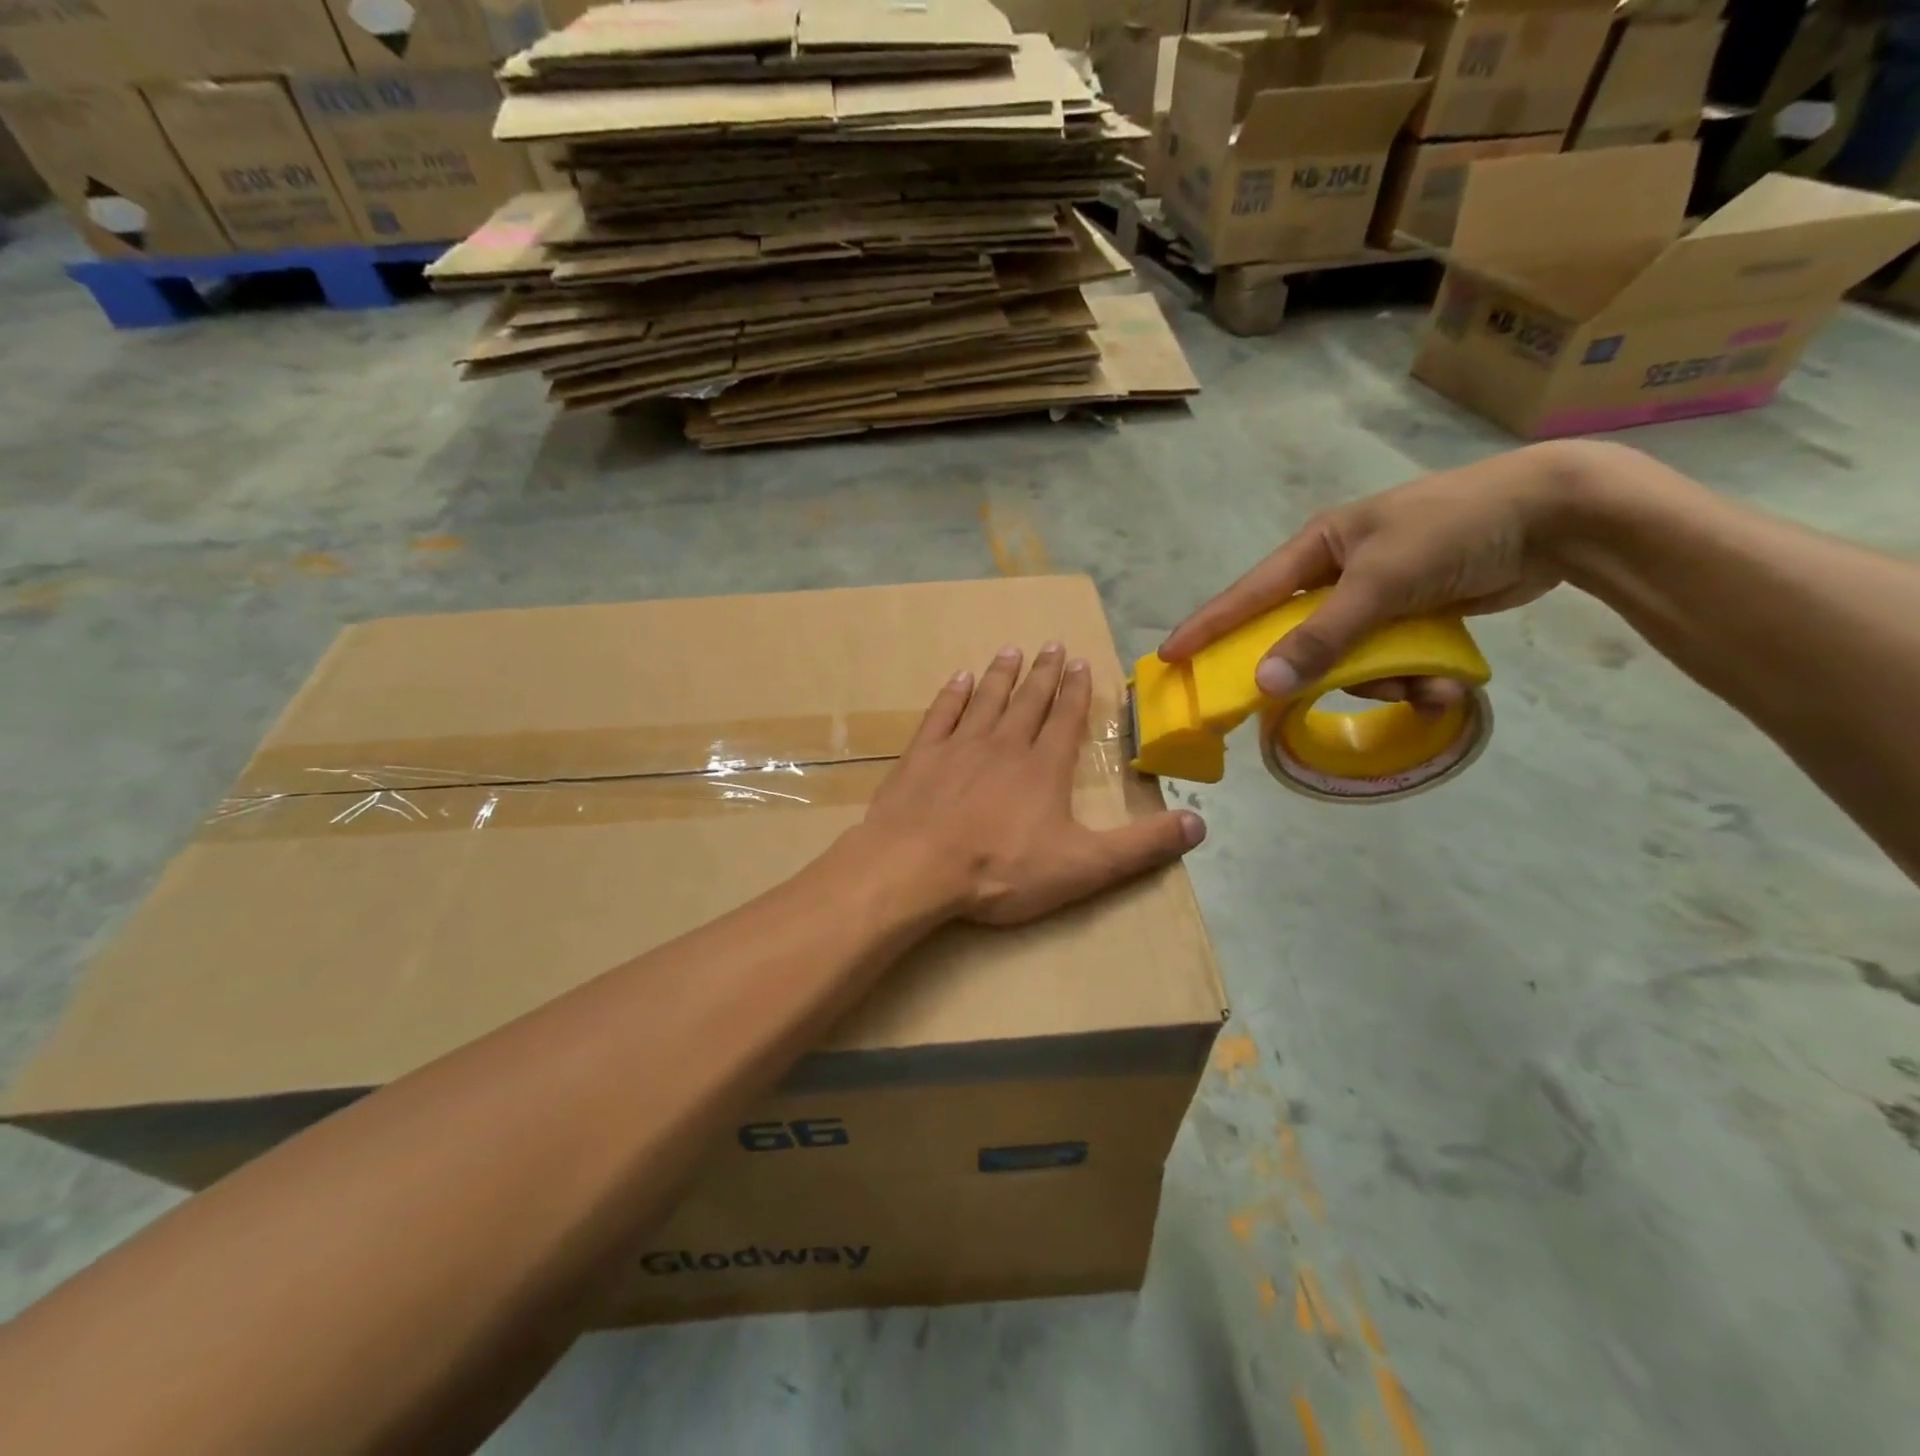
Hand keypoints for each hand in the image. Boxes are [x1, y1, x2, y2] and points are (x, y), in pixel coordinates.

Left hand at [858, 642, 1205, 926]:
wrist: (916, 867)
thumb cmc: (1001, 869)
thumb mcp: (1084, 867)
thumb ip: (1142, 846)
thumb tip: (1200, 824)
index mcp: (1043, 768)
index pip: (1065, 720)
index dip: (1076, 692)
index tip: (1079, 662)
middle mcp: (1003, 745)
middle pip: (1028, 702)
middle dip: (1043, 673)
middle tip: (1051, 645)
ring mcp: (958, 747)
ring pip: (986, 700)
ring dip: (1001, 675)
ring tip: (1010, 650)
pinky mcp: (920, 756)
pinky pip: (940, 715)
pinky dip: (952, 695)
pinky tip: (958, 679)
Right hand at [1157, 441, 1598, 706]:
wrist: (1558, 516)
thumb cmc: (1453, 531)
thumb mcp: (1381, 582)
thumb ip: (1321, 636)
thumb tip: (1263, 684)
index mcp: (1318, 549)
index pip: (1248, 594)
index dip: (1208, 627)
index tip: (1171, 657)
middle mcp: (1338, 574)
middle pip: (1299, 637)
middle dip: (1317, 671)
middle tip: (1291, 707)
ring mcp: (1375, 597)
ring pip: (1349, 659)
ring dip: (1383, 683)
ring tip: (1425, 690)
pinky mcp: (1411, 617)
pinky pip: (1389, 662)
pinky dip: (1413, 680)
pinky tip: (1446, 688)